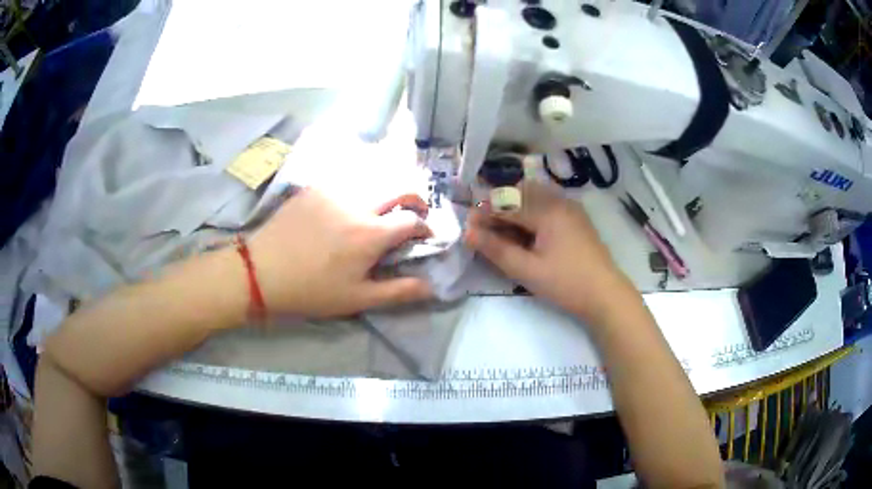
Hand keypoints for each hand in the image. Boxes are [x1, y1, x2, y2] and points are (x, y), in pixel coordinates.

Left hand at [249, 189, 432, 317]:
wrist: (262, 271)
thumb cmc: (312, 290)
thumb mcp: (357, 299)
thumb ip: (398, 292)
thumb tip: (431, 287)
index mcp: (371, 233)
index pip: (412, 220)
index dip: (424, 228)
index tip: (423, 237)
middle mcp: (358, 203)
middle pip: (400, 188)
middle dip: (415, 200)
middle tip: (411, 215)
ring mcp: (334, 190)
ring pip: (374, 180)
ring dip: (386, 193)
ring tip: (380, 210)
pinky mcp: (315, 188)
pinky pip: (346, 181)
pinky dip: (357, 190)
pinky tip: (347, 206)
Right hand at [464, 181, 636, 323]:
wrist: (605, 295)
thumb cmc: (566, 283)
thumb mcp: (527, 270)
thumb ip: (496, 249)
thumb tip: (467, 233)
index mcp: (547, 210)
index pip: (507, 203)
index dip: (484, 213)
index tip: (467, 227)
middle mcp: (559, 200)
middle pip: (520, 192)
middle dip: (499, 207)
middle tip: (485, 230)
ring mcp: (570, 208)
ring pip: (534, 196)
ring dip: (515, 208)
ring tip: (504, 233)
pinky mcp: (576, 218)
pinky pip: (547, 205)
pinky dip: (531, 213)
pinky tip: (527, 234)